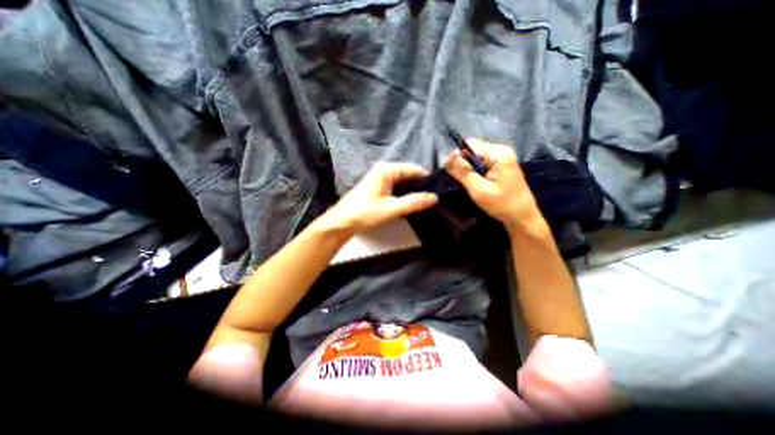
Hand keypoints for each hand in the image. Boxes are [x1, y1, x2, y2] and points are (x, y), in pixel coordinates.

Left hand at [314, 161, 434, 234]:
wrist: (342, 221)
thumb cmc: (364, 213)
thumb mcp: (391, 209)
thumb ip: (413, 203)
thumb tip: (434, 197)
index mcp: (386, 170)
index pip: (413, 169)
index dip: (426, 178)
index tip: (437, 190)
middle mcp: (383, 169)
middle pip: (408, 174)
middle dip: (419, 185)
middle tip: (431, 198)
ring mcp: (379, 177)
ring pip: (402, 180)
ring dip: (412, 190)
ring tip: (423, 201)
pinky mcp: (377, 185)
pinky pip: (396, 185)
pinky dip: (403, 192)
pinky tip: (409, 201)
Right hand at [445, 140, 539, 233]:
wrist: (522, 217)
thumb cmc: (502, 205)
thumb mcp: (479, 190)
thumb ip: (463, 172)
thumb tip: (446, 157)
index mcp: (498, 153)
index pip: (469, 145)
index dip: (456, 157)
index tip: (450, 172)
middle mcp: (501, 151)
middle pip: (472, 150)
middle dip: (462, 163)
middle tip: (458, 180)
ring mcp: (502, 158)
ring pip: (475, 157)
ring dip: (467, 168)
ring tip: (464, 182)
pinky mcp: (501, 166)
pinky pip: (481, 163)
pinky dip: (474, 171)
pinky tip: (473, 182)